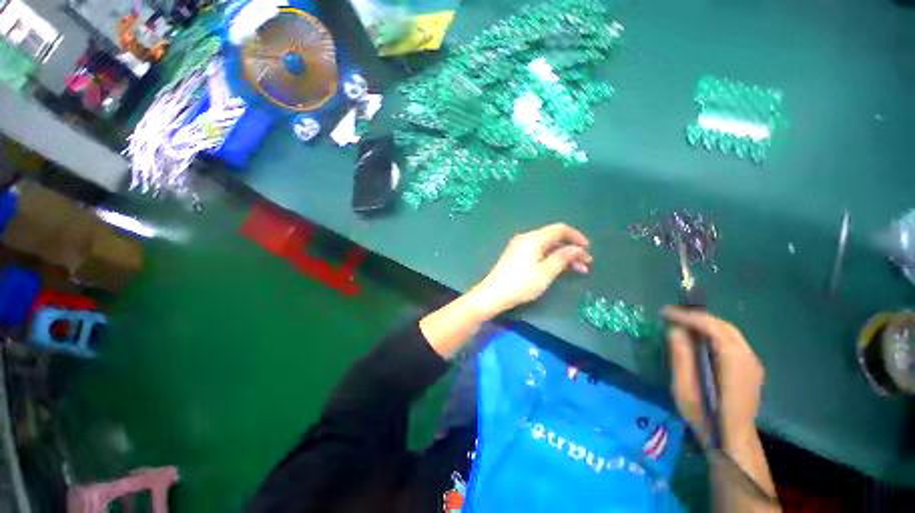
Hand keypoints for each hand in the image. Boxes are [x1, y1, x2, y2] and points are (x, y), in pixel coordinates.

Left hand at [469, 223, 592, 318]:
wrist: (493, 294)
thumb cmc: (521, 283)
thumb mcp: (546, 272)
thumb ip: (563, 258)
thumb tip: (576, 248)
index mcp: (534, 238)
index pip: (559, 229)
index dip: (576, 237)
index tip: (588, 249)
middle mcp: (526, 238)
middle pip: (553, 238)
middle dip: (571, 249)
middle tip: (586, 264)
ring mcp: (519, 246)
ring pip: (546, 246)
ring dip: (562, 255)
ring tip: (577, 270)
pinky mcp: (515, 255)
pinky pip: (537, 251)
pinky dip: (550, 258)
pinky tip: (558, 269)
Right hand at [662, 307, 765, 449]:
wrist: (733, 441)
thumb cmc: (705, 418)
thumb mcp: (684, 390)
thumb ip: (681, 358)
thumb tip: (674, 330)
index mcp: (734, 364)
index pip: (713, 328)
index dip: (688, 317)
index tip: (665, 313)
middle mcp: (748, 359)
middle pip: (723, 326)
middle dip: (696, 317)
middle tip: (671, 315)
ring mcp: (753, 363)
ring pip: (729, 331)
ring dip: (704, 323)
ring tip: (681, 322)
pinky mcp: (751, 367)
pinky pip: (732, 340)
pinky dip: (713, 332)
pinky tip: (698, 337)